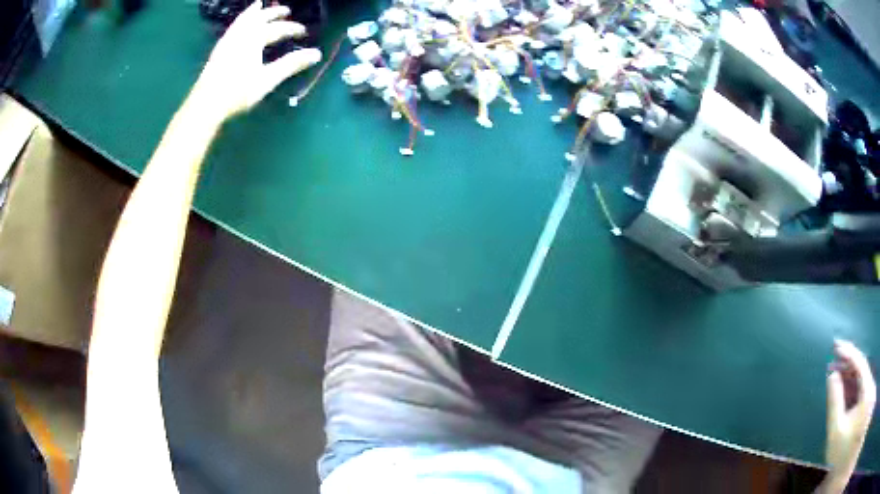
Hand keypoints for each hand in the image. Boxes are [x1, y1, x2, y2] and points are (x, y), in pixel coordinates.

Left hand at [193, 1, 322, 120]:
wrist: (205, 104)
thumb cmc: (237, 92)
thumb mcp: (267, 79)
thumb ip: (291, 64)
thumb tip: (317, 54)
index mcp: (254, 38)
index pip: (278, 29)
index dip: (292, 29)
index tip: (304, 32)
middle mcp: (241, 34)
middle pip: (260, 18)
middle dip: (274, 13)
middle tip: (286, 10)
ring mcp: (227, 41)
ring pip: (243, 20)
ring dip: (254, 12)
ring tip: (259, 5)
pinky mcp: (218, 50)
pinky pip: (232, 27)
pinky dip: (239, 20)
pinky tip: (239, 25)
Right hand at [822, 339, 875, 492]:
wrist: (838, 461)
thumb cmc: (839, 450)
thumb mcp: (836, 431)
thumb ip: (835, 403)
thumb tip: (832, 375)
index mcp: (866, 388)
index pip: (860, 363)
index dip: (849, 352)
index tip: (836, 345)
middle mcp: (870, 382)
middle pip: (862, 368)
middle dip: (848, 365)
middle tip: (832, 361)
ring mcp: (868, 388)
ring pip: (862, 376)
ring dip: (850, 375)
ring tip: (836, 373)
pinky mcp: (866, 395)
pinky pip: (861, 384)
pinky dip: (853, 384)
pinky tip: (844, 387)